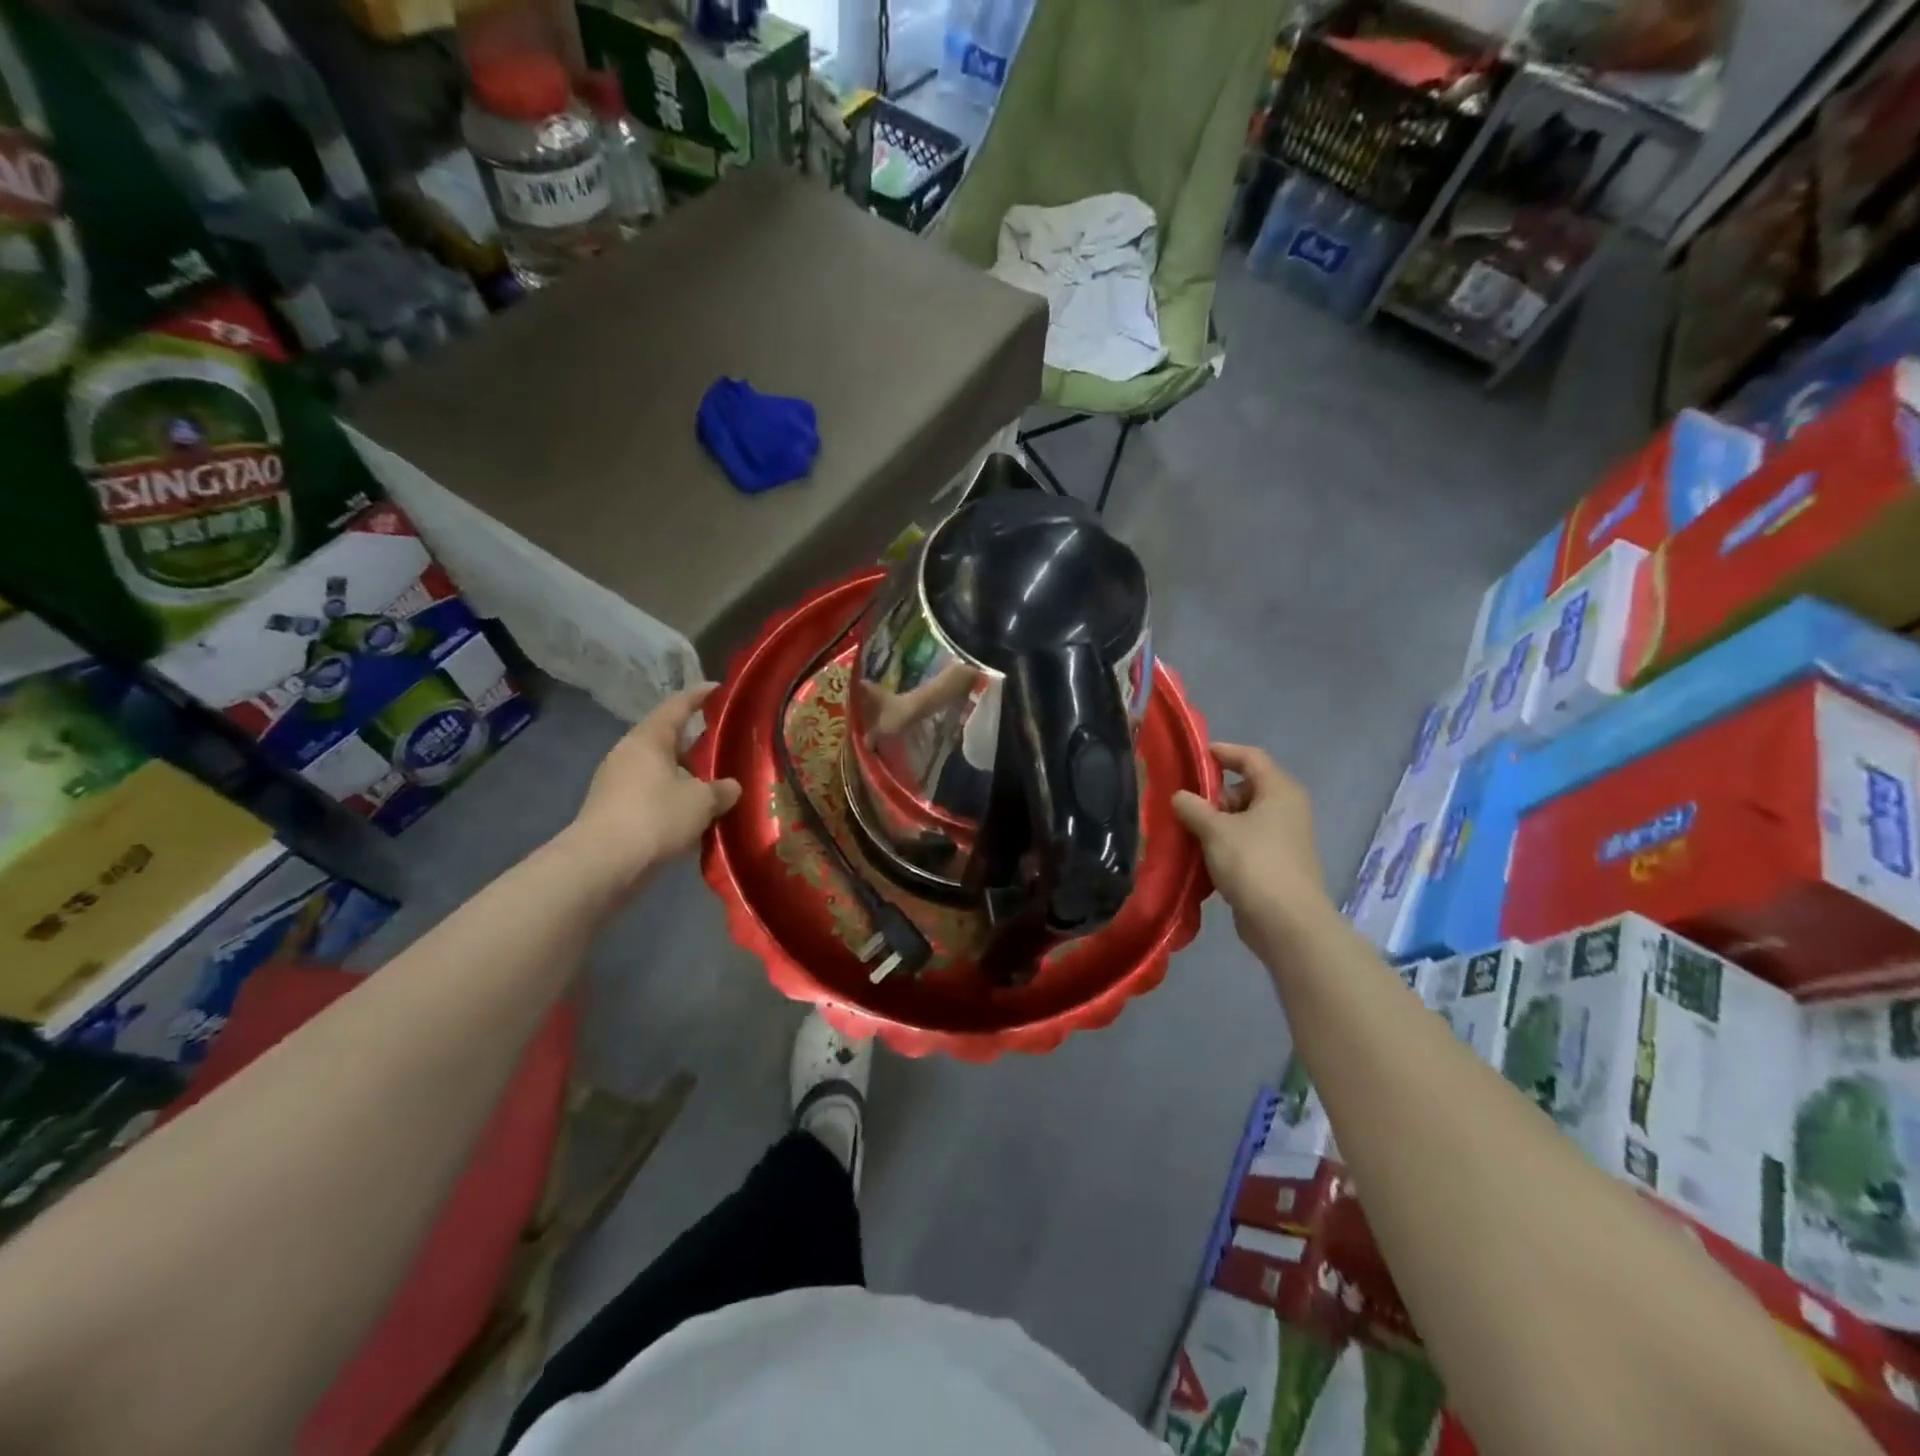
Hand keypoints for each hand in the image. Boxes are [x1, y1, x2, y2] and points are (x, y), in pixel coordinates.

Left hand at [564, 684, 741, 891]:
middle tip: (724, 747)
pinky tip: (692, 816)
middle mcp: (628, 754)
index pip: (677, 706)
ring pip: (659, 771)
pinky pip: (650, 796)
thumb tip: (730, 787)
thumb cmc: (655, 817)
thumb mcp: (702, 801)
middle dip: (695, 744)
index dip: (699, 696)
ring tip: (713, 787)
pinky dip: (672, 800)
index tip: (718, 688)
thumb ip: (721, 790)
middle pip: (667, 740)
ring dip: (685, 777)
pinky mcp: (613, 811)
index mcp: (649, 739)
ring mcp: (616, 783)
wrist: (602, 864)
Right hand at [1172, 744, 1333, 954]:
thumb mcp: (1215, 830)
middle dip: (1214, 793)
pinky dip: (1224, 843)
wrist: (1287, 923)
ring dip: (1216, 821)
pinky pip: (1246, 842)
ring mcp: (1283, 839)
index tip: (1195, 755)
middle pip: (1246, 788)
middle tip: (1184, 801)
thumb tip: (1180, 796)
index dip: (1223, 752)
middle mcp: (1286, 809)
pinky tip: (1200, 854)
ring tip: (1185, 828)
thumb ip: (1193, 808)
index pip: (1251, 757)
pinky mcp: (1276, 864)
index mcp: (1279, 791)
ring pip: (1244, 818)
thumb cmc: (1254, 863)